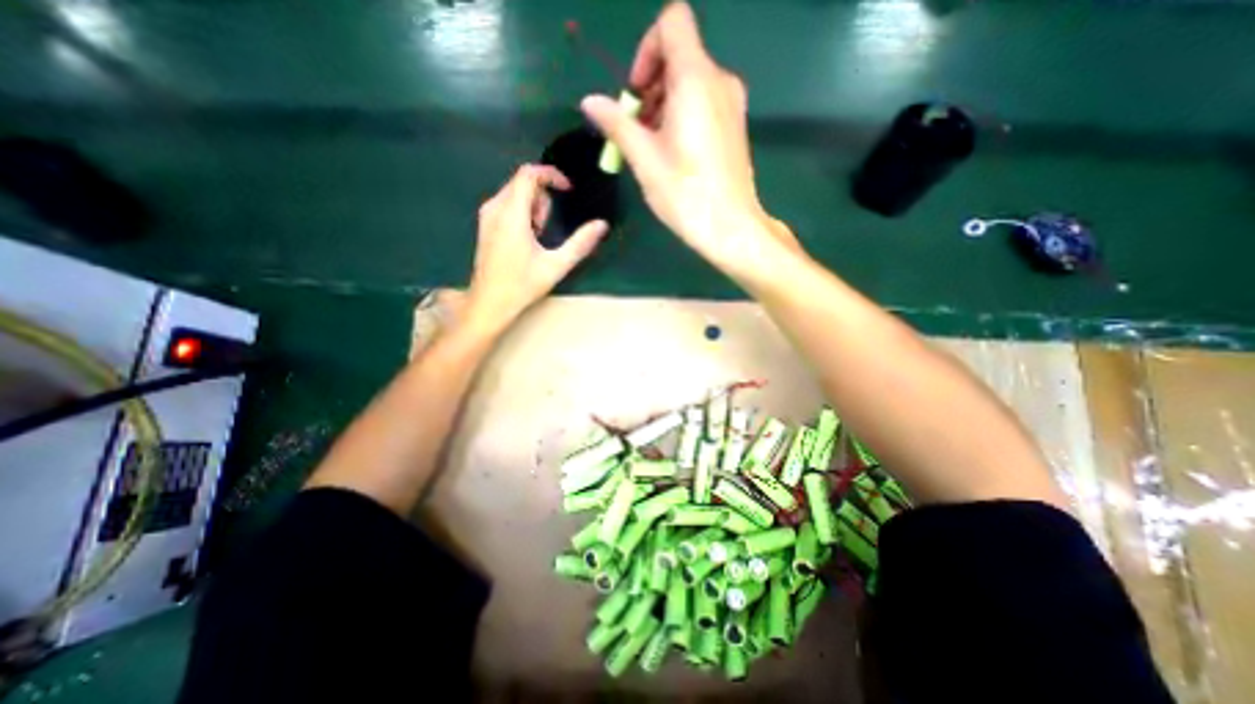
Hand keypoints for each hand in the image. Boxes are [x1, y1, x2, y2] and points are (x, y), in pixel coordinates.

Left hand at [469, 162, 609, 331]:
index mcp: (511, 214)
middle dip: (543, 197)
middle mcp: (495, 208)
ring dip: (533, 206)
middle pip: (522, 182)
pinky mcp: (485, 224)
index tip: (568, 190)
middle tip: (549, 227)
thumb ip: (580, 243)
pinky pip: (507, 203)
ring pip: (515, 192)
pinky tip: (527, 238)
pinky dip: (522, 212)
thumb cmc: (522, 285)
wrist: (489, 303)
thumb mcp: (556, 265)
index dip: (551, 175)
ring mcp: (487, 215)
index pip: (528, 174)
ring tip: (538, 236)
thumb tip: (602, 225)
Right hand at [577, 1, 791, 270]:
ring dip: (664, 104)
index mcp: (696, 79)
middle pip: (679, 55)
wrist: (731, 227)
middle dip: (651, 85)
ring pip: (691, 82)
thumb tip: (590, 101)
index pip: (672, 23)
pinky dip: (683, 115)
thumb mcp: (645, 160)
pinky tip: (674, 152)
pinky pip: (704, 103)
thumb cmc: (685, 194)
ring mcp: (732, 104)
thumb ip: (617, 124)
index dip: (647, 50)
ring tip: (652, 146)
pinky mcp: (735, 125)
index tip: (636, 94)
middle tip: (636, 129)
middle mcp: (719, 81)